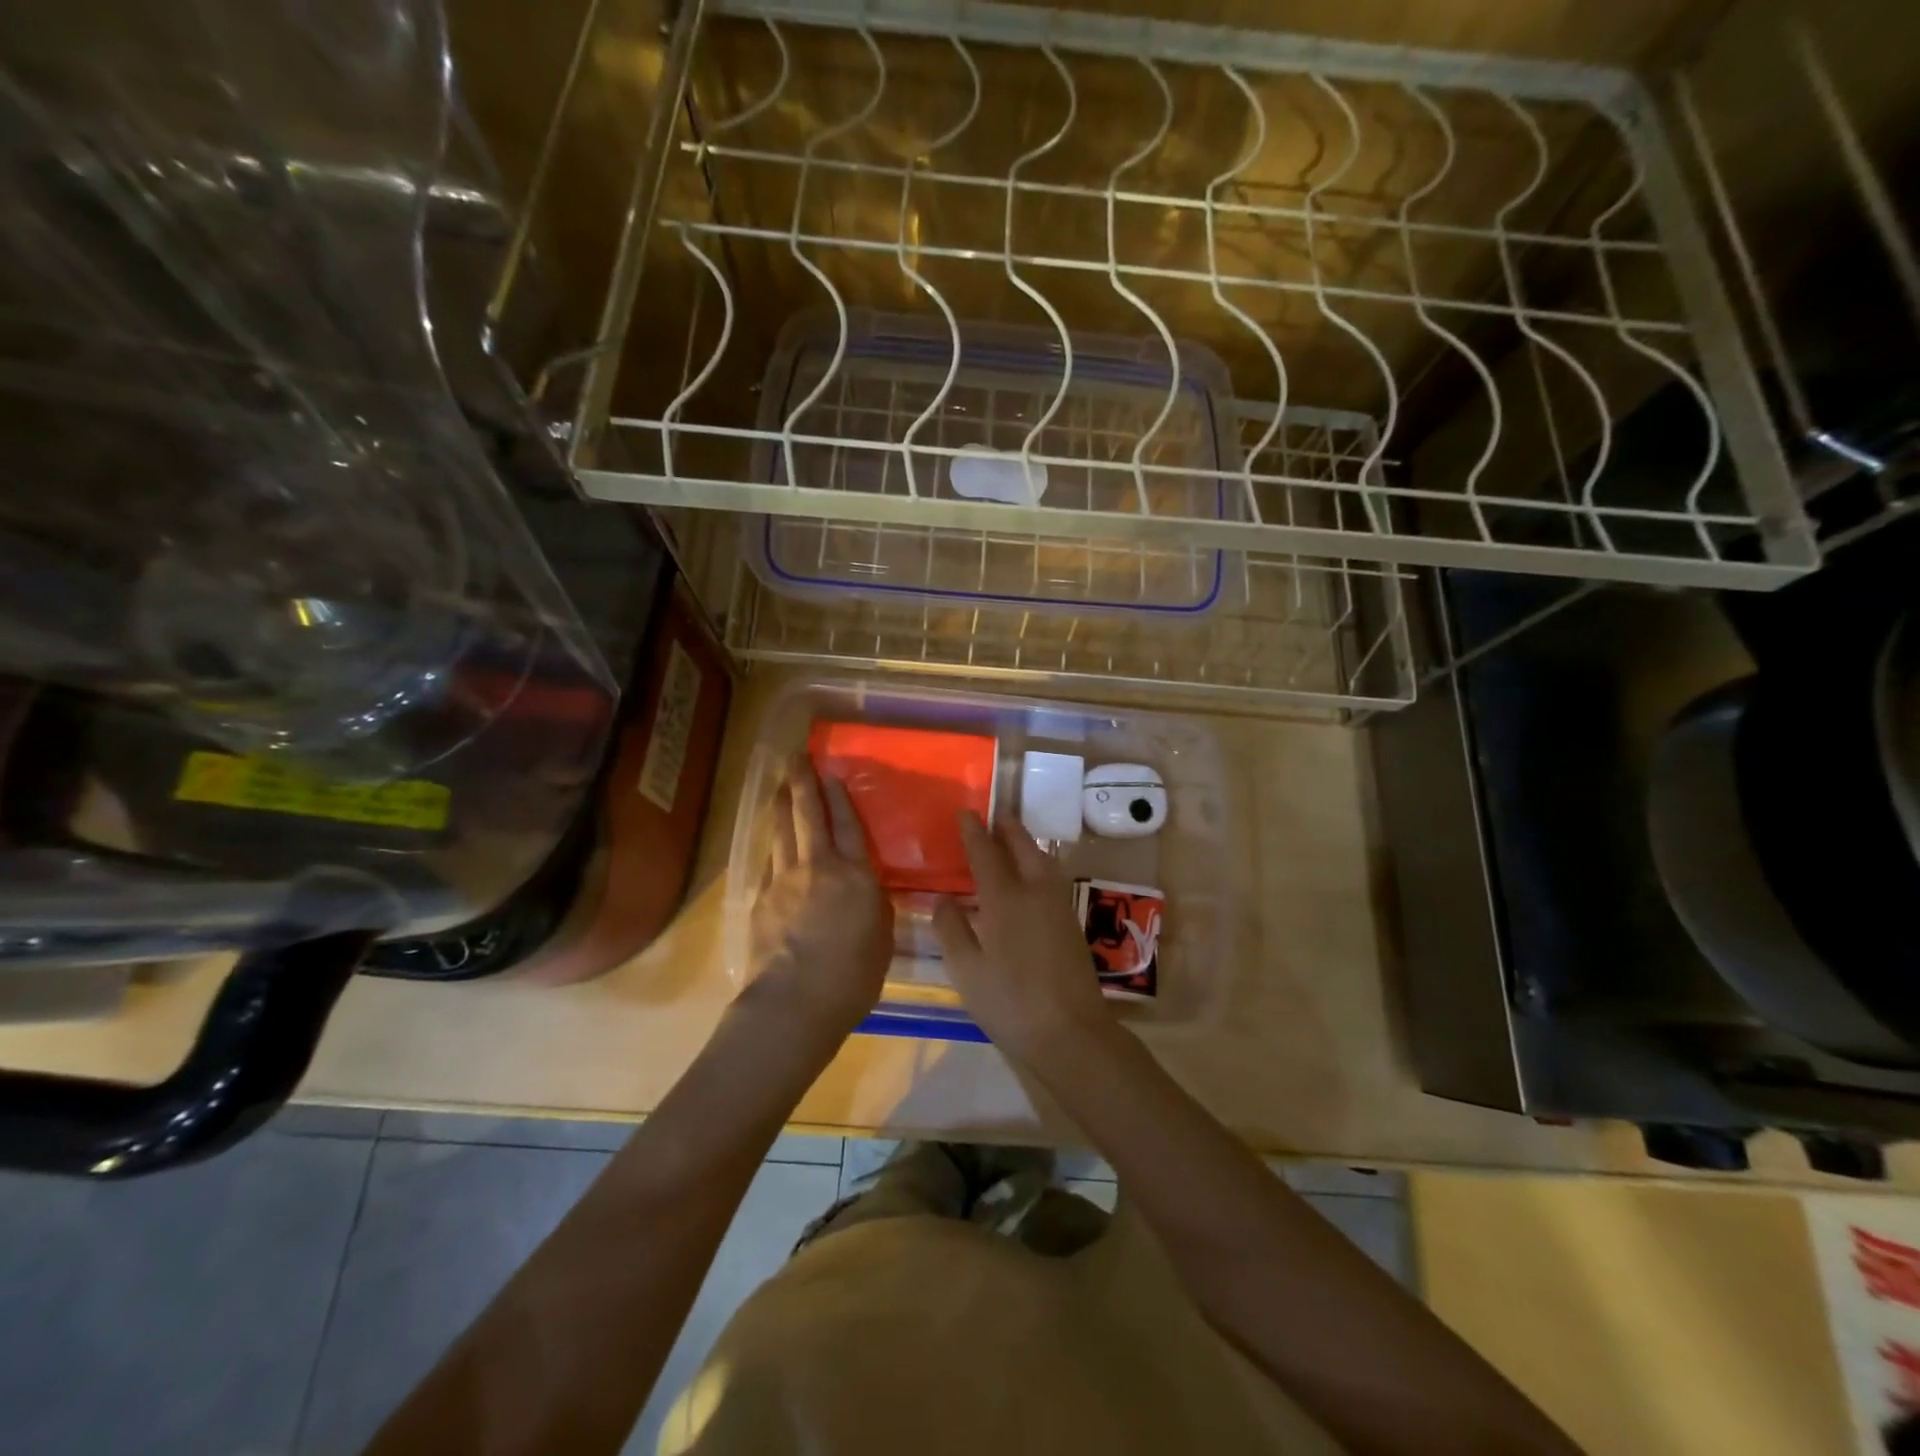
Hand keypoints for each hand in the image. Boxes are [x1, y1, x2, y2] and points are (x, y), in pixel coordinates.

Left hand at [746, 755, 893, 1037]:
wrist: (794, 1003)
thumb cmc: (852, 977)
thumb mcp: (882, 937)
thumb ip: (874, 904)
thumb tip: (866, 888)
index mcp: (855, 876)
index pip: (848, 824)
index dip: (839, 796)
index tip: (830, 772)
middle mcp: (818, 867)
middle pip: (808, 816)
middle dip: (802, 783)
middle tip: (795, 758)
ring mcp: (784, 881)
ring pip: (781, 832)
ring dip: (781, 805)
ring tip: (780, 786)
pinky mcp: (761, 900)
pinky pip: (768, 861)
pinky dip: (772, 844)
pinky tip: (770, 840)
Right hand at [933, 812, 1113, 1062]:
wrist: (1070, 1032)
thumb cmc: (1009, 1002)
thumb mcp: (966, 970)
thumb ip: (951, 929)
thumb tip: (942, 899)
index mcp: (1005, 899)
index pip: (986, 853)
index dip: (973, 831)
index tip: (965, 812)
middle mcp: (1035, 891)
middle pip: (1022, 847)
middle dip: (1006, 828)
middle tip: (993, 817)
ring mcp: (1058, 906)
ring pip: (1042, 860)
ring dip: (1025, 844)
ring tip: (1010, 840)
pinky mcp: (1071, 922)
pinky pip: (1051, 877)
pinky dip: (1037, 864)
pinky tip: (1029, 877)